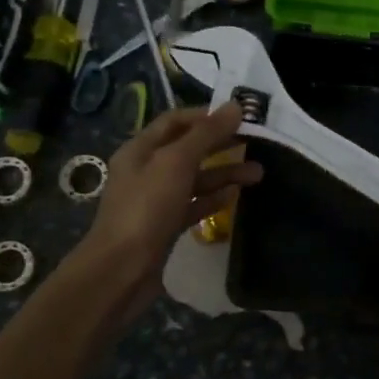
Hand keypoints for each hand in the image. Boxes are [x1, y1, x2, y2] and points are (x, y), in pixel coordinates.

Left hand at [82, 105, 261, 314]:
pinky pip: (193, 205)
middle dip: (221, 144)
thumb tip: (235, 107)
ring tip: (258, 174)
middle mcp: (146, 171)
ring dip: (224, 173)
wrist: (120, 271)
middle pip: (188, 149)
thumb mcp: (176, 163)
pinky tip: (235, 197)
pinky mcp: (164, 227)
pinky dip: (213, 199)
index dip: (207, 116)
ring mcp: (155, 201)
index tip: (240, 117)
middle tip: (256, 143)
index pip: (176, 121)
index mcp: (140, 150)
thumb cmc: (146, 209)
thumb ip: (206, 134)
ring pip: (194, 179)